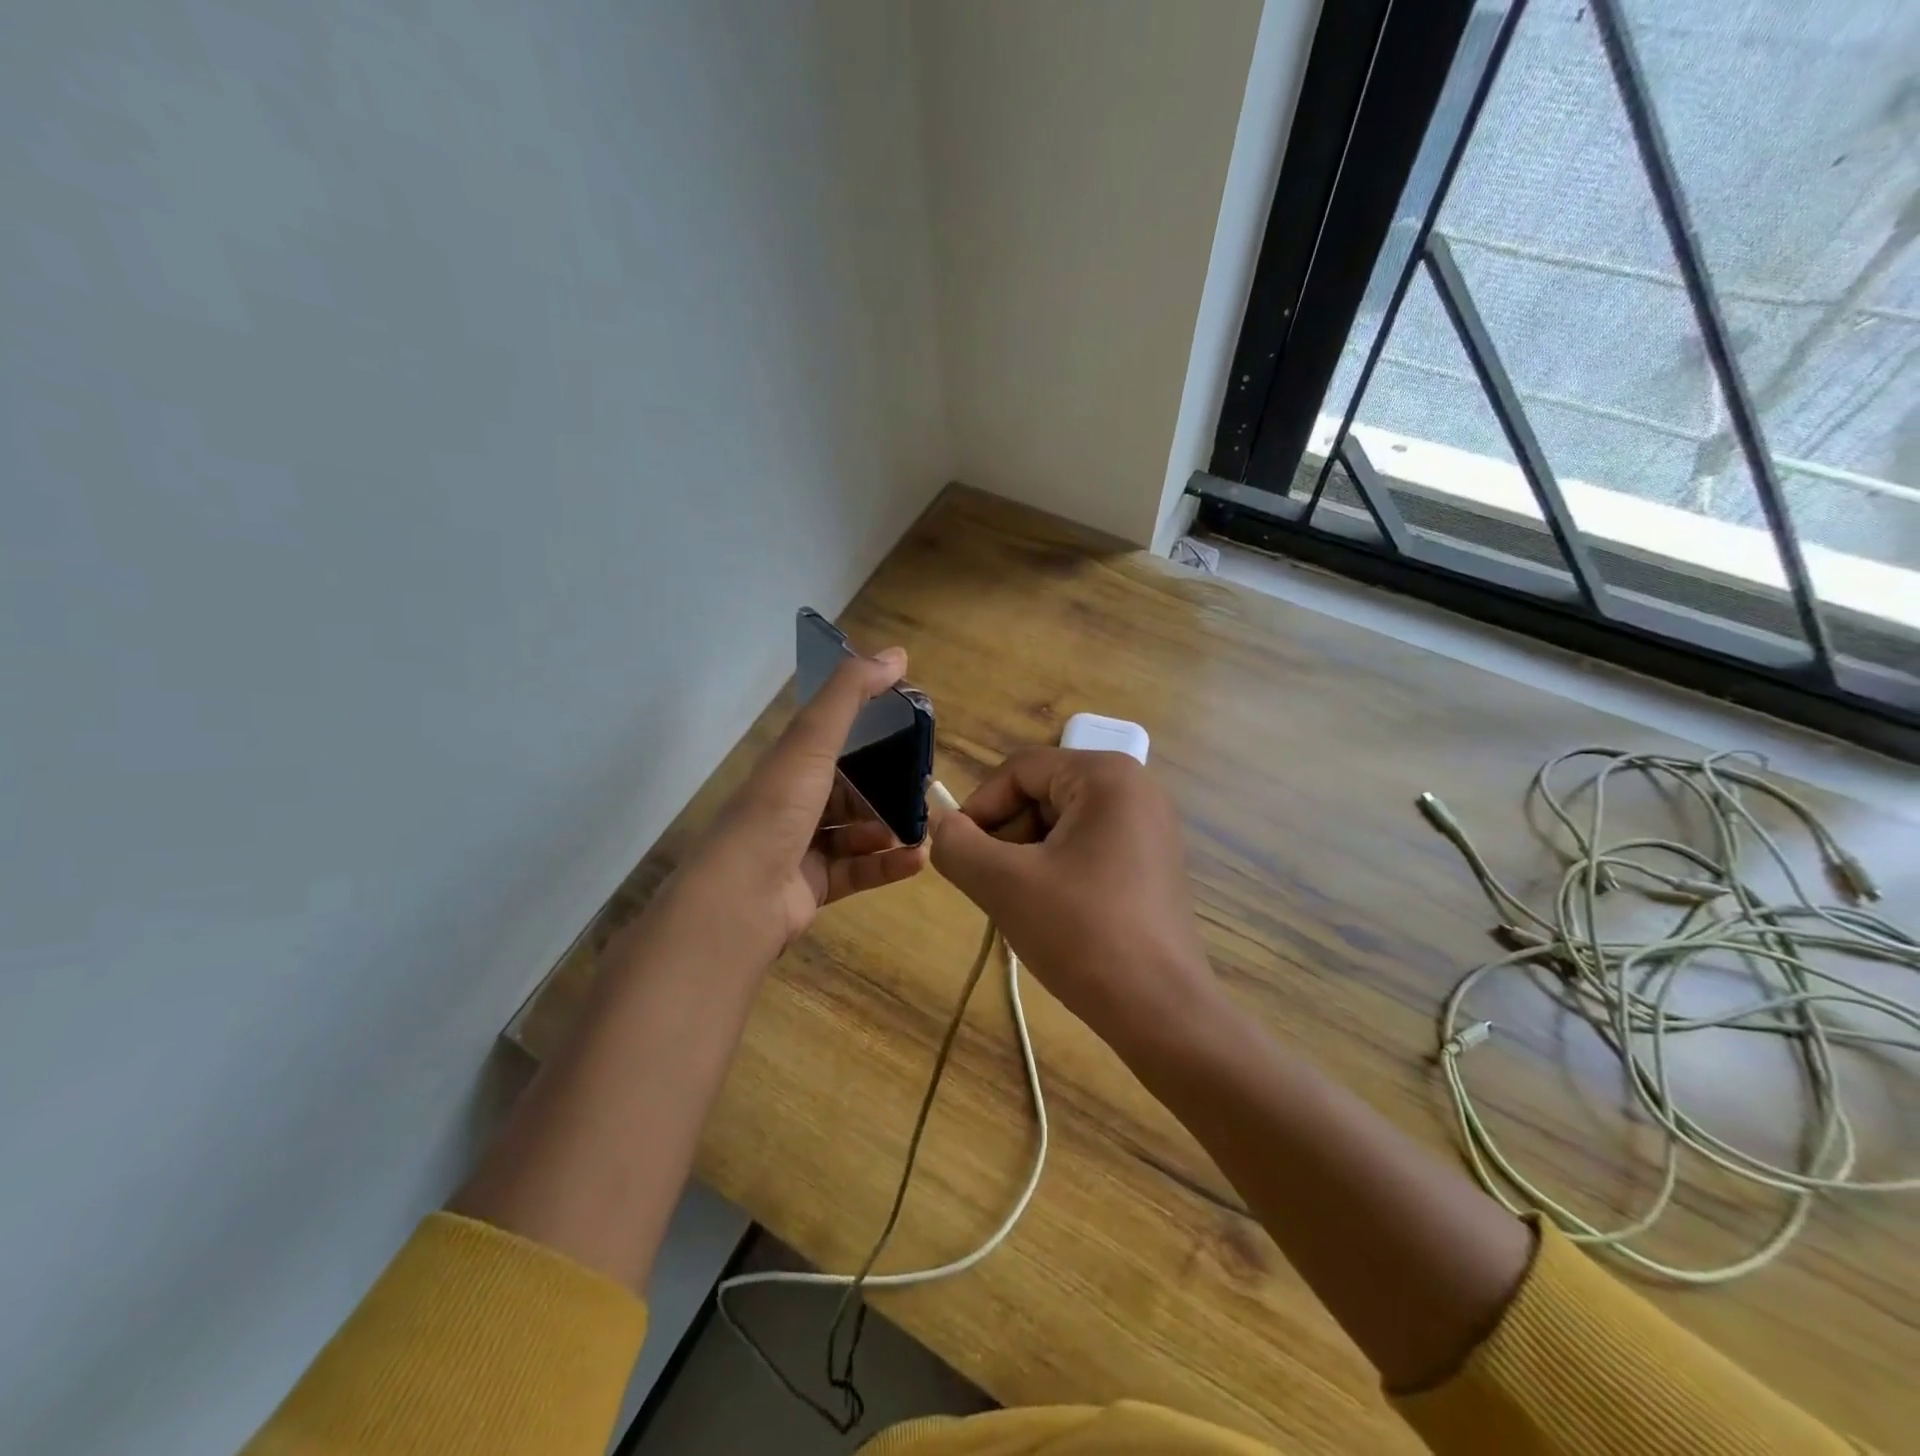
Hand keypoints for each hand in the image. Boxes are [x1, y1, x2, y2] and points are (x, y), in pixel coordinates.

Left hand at [683, 648, 928, 960]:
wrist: (740, 898)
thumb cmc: (777, 810)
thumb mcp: (813, 741)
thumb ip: (851, 695)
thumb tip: (897, 653)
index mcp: (788, 765)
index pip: (833, 740)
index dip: (871, 734)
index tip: (912, 731)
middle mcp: (793, 803)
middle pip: (849, 789)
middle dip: (888, 788)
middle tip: (927, 786)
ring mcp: (801, 847)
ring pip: (856, 832)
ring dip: (891, 828)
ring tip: (925, 826)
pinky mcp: (813, 886)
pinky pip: (858, 871)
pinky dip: (888, 865)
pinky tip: (918, 859)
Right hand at [930, 748, 1218, 1049]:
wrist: (1160, 1011)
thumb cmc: (1082, 934)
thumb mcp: (1004, 884)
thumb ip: (957, 845)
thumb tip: (940, 823)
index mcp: (1106, 776)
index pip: (1020, 770)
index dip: (980, 808)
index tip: (960, 854)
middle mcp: (1135, 789)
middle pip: (1042, 794)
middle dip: (1007, 837)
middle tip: (993, 887)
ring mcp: (1150, 827)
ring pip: (1061, 825)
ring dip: (1027, 858)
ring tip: (1022, 906)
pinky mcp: (1152, 863)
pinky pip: (1087, 848)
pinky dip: (1057, 871)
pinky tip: (1054, 914)